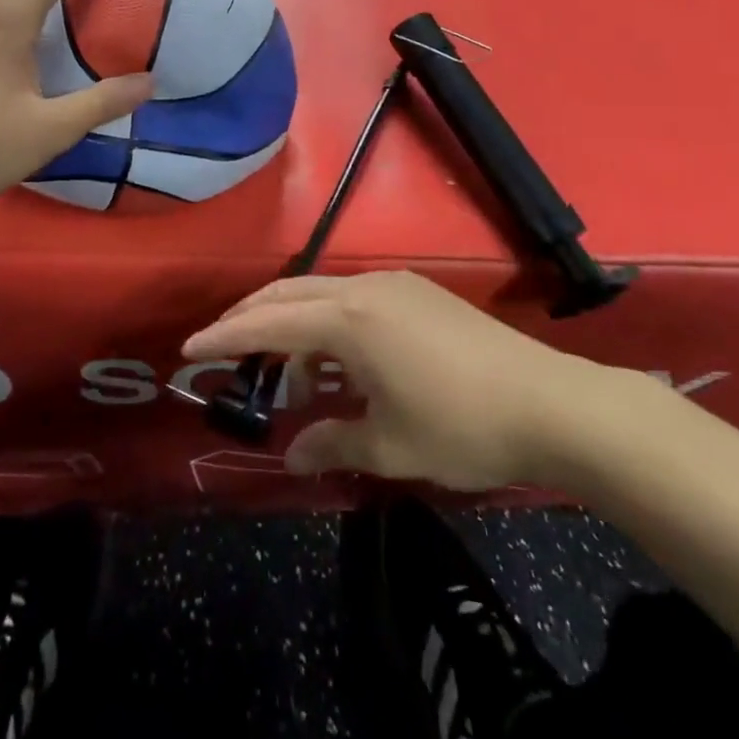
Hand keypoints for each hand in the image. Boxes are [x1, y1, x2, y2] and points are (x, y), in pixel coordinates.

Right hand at [183, 270, 671, 491]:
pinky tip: (338, 360)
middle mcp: (363, 288)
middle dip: (249, 317)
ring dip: (292, 322)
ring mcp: (393, 285)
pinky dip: (327, 322)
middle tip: (220, 345)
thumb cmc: (460, 426)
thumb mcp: (389, 445)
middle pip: (288, 293)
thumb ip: (331, 442)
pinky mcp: (417, 293)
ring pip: (321, 293)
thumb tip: (292, 452)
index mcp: (348, 319)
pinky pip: (352, 298)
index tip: (189, 347)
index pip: (269, 323)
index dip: (226, 335)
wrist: (549, 402)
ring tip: (286, 371)